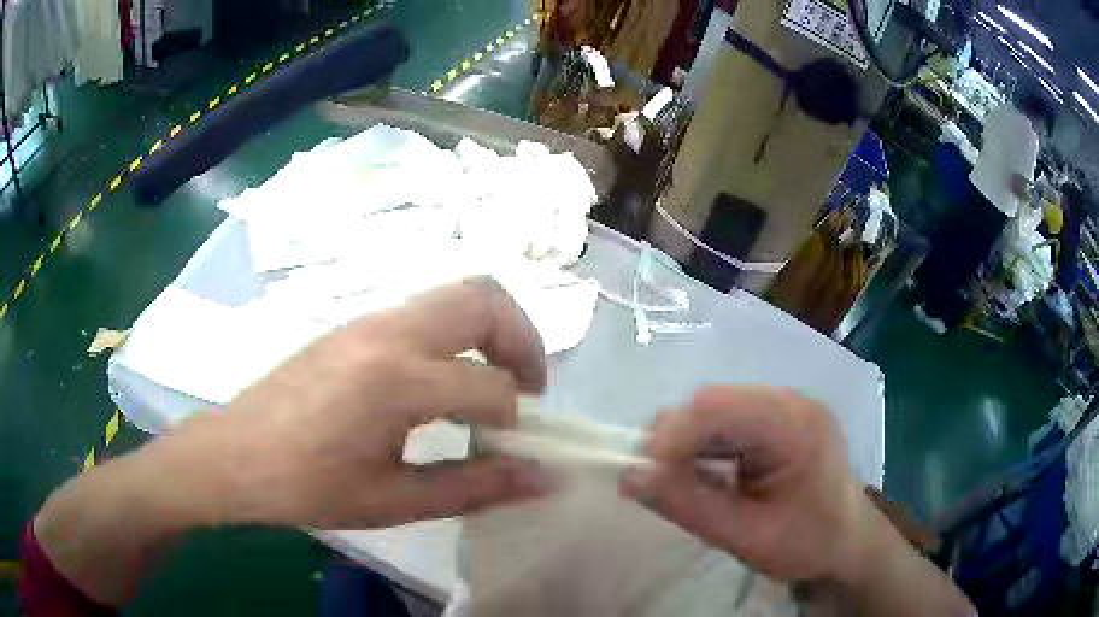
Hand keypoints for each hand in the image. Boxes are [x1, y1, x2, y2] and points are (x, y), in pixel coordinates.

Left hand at [198, 277, 550, 528]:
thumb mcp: (394, 501)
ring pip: (457, 294)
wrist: (236, 455)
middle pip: (486, 299)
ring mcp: (370, 320)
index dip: (515, 422)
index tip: (513, 450)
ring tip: (491, 387)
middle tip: (525, 392)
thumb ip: (475, 487)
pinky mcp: (356, 325)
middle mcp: (390, 332)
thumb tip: (543, 479)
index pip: (490, 386)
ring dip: (491, 333)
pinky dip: (457, 335)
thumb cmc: (308, 486)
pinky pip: (426, 311)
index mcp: (397, 380)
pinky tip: (441, 384)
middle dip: (524, 341)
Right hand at [620, 386, 870, 583]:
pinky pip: (728, 422)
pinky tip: (704, 475)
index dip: (672, 436)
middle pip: (713, 403)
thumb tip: (628, 476)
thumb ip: (687, 506)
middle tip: (657, 484)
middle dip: (676, 440)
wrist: (848, 541)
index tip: (640, 476)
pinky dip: (705, 447)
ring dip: (688, 444)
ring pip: (715, 410)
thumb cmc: (807, 543)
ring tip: (679, 484)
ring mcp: (785, 407)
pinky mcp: (777, 419)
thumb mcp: (745, 536)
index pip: (718, 407)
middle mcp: (790, 402)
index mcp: (795, 426)